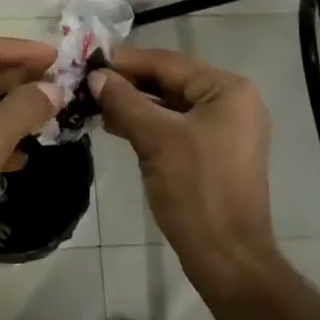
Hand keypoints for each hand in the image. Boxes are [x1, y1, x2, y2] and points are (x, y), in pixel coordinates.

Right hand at [91, 45, 280, 294]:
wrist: (228, 259)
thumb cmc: (196, 190)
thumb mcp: (155, 139)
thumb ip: (124, 101)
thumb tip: (96, 76)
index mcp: (228, 90)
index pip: (168, 63)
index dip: (126, 61)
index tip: (88, 61)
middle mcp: (232, 102)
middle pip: (170, 82)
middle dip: (128, 84)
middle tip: (87, 83)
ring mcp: (226, 130)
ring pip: (171, 106)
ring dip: (134, 105)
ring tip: (94, 105)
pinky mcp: (215, 153)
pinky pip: (176, 127)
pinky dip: (148, 125)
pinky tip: (116, 126)